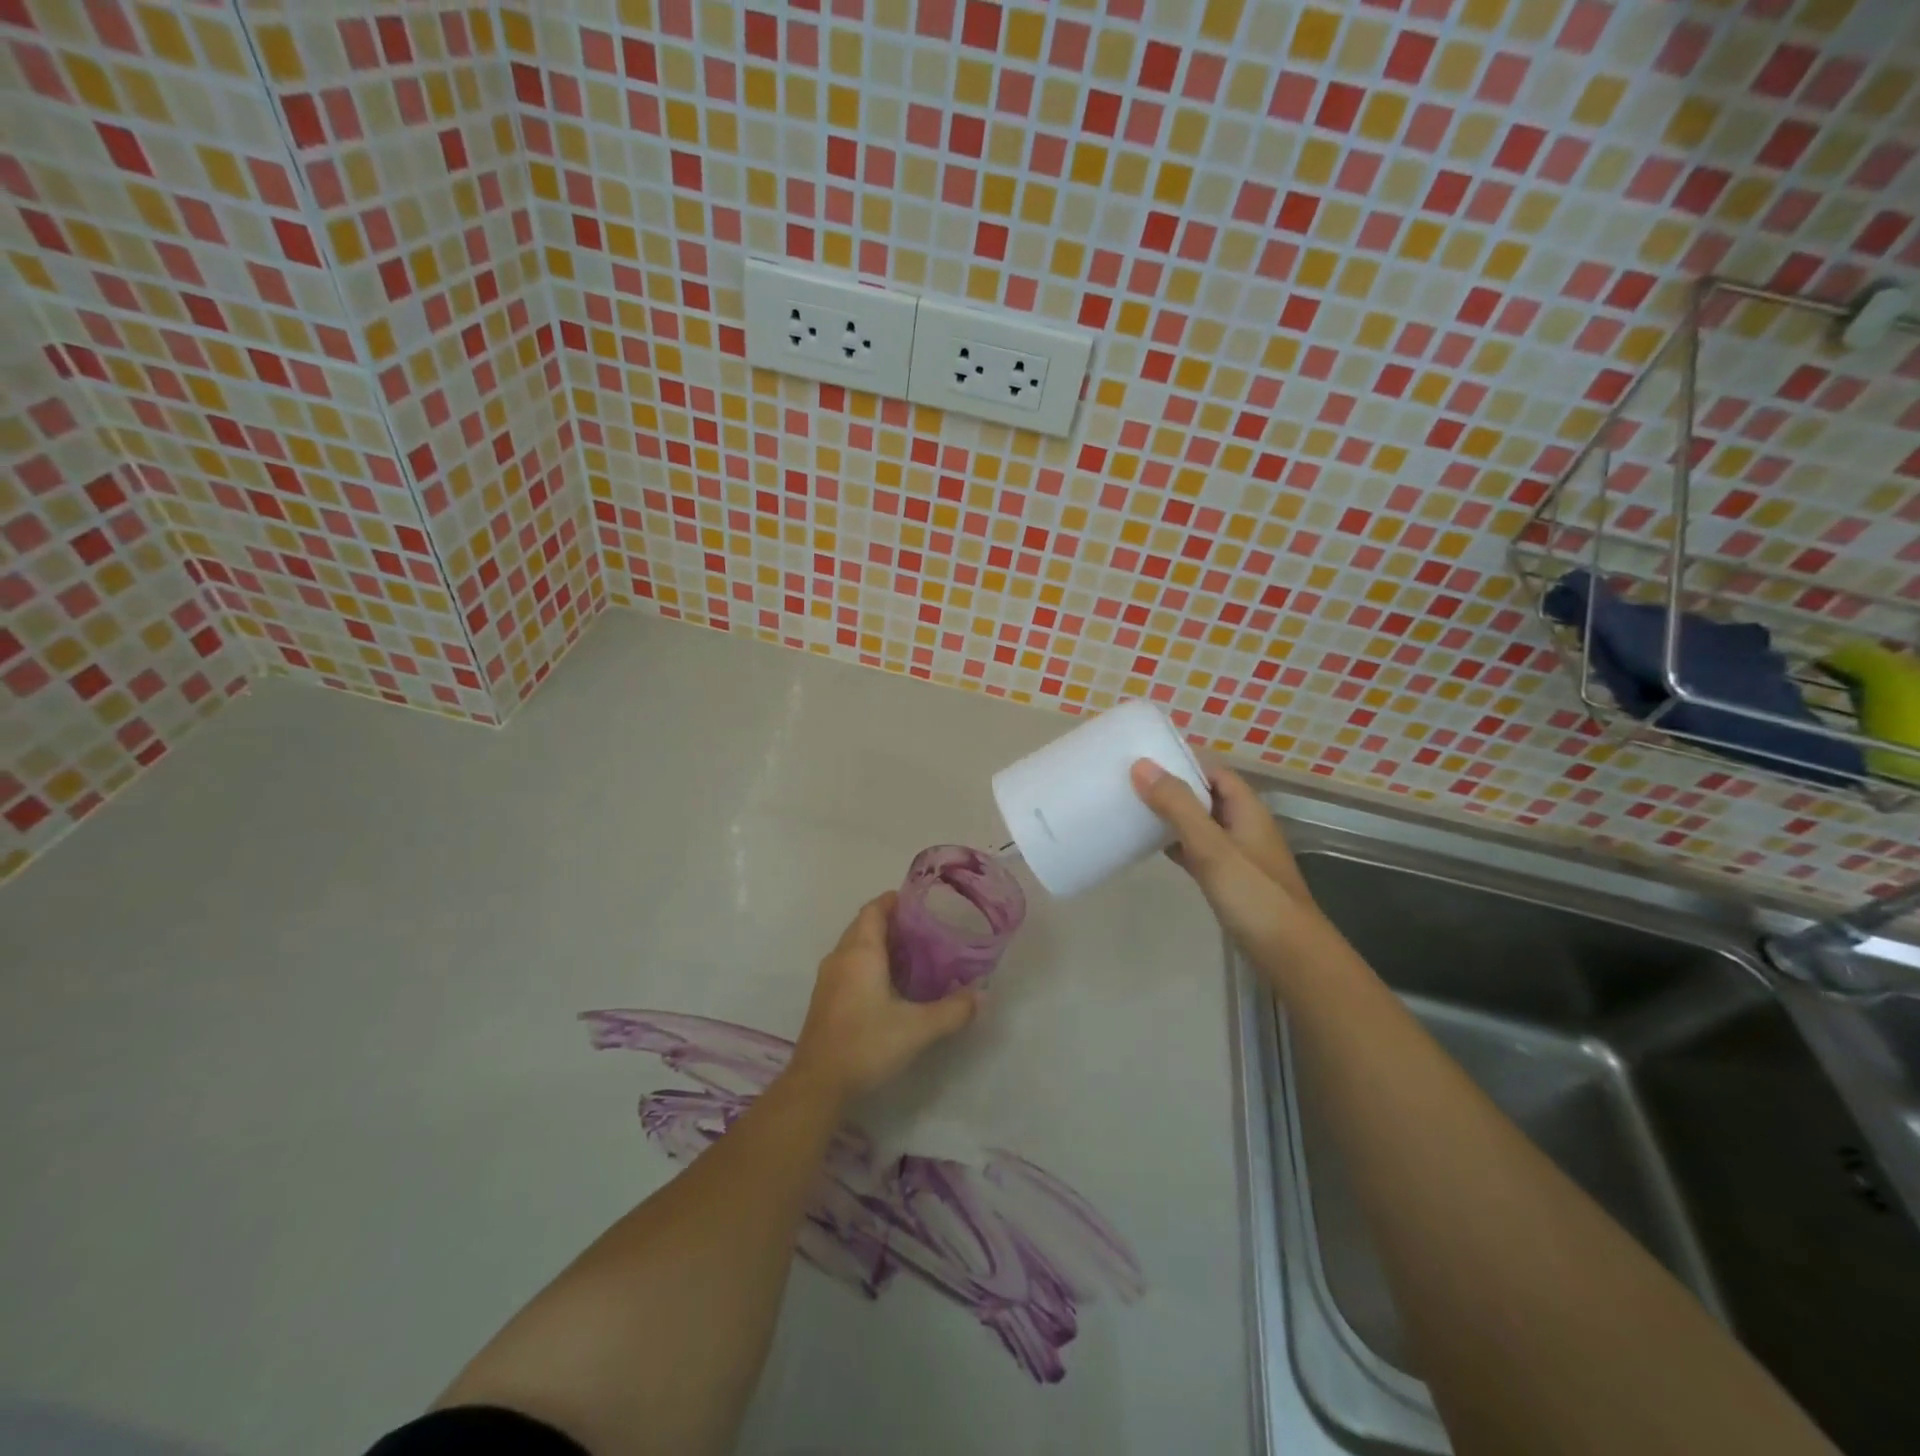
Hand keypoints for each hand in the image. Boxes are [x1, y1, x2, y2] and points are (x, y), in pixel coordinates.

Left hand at [786, 893, 980, 1105]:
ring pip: (854, 946)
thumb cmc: (867, 1044)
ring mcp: (828, 979)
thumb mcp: (918, 1029)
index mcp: (861, 952)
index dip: (894, 900)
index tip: (920, 901)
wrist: (818, 1085)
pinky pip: (848, 965)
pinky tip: (889, 984)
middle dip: (891, 921)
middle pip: (864, 925)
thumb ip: (953, 1010)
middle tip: (924, 928)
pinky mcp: (824, 999)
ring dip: (878, 943)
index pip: (874, 909)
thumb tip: (982, 995)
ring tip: (912, 953)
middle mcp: (840, 957)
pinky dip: (868, 963)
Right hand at [1130, 759, 1325, 968]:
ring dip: (1174, 817)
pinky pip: (1200, 851)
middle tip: (1131, 784)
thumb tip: (1142, 765)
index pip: (1214, 771)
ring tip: (1135, 812)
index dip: (1183, 762)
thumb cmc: (1253, 894)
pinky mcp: (1231, 881)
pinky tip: (1155, 850)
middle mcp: (1245, 826)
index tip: (1144, 759)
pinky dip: (1179, 845)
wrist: (1289, 954)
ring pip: (1202, 824)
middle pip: (1206, 796)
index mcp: (1247, 809)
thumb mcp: (1211, 846)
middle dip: (1173, 788)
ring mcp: (1239, 855)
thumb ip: (1178, 806)